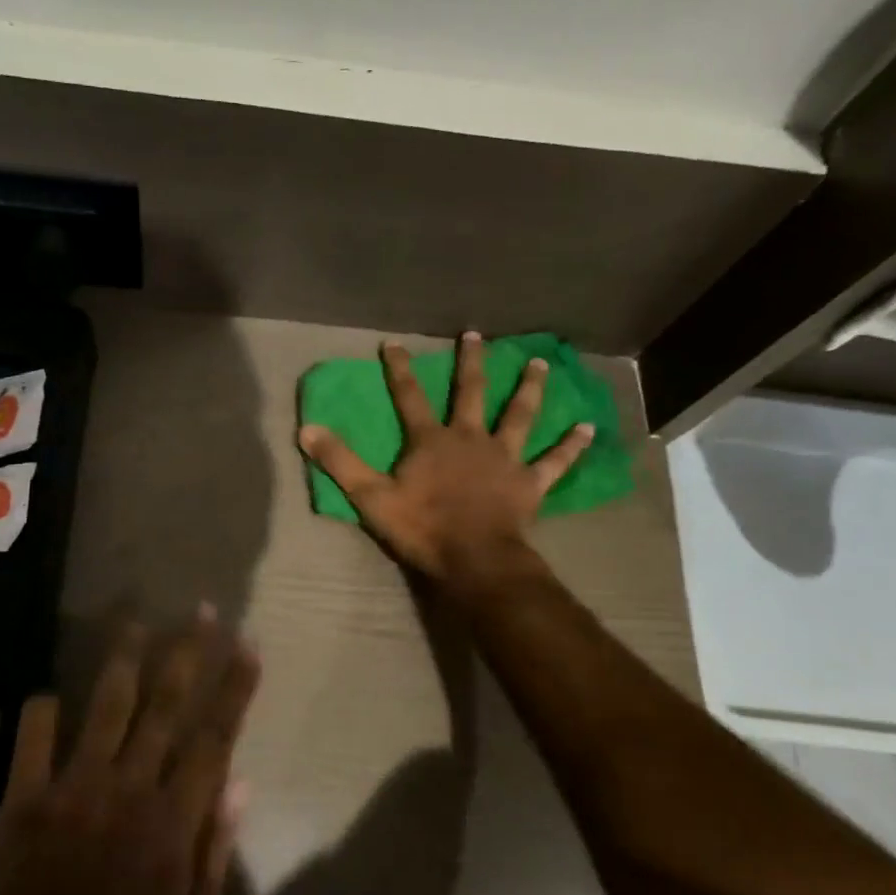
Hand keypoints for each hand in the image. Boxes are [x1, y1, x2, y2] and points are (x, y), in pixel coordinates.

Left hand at [0, 610, 258, 894]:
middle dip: (188, 651)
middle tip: (202, 610)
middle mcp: (128, 788)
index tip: (248, 644)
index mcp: (173, 820)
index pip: (214, 737)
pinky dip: (43, 710)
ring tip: (137, 620)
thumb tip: (240, 782)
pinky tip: (52, 694)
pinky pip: (35, 736)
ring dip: (125, 658)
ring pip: (107, 705)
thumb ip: (217, 852)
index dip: (234, 687)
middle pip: (165, 704)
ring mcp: (73, 787)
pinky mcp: (25, 797)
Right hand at [299, 332, 592, 596]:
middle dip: (470, 362)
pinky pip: (555, 461)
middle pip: (471, 393)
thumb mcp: (370, 497)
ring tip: (538, 363)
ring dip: (528, 388)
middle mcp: (470, 438)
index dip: (399, 368)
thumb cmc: (422, 528)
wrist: (475, 560)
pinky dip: (571, 445)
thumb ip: (340, 462)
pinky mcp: (530, 482)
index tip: (394, 342)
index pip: (409, 396)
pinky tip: (588, 427)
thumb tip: (307, 429)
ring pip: (520, 415)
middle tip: (475, 334)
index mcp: (431, 440)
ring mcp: (504, 458)